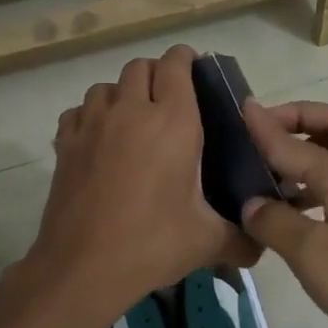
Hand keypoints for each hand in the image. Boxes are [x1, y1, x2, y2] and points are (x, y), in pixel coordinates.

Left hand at [21, 46, 259, 323]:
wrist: (83, 267)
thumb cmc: (152, 244)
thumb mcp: (207, 242)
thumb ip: (242, 239)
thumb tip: (262, 246)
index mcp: (172, 122)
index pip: (176, 64)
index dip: (186, 59)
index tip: (196, 71)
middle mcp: (131, 111)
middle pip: (140, 67)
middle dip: (157, 74)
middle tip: (171, 101)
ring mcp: (92, 125)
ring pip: (106, 86)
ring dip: (123, 93)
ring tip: (134, 119)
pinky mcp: (65, 144)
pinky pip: (78, 112)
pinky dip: (91, 116)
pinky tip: (100, 140)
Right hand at [241, 99, 327, 327]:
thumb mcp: (311, 254)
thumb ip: (274, 221)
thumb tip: (251, 202)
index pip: (296, 142)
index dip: (265, 125)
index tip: (240, 107)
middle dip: (301, 120)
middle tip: (266, 135)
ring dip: (311, 150)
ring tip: (273, 173)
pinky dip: (322, 180)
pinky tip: (297, 210)